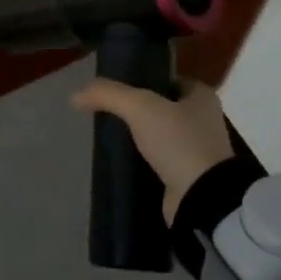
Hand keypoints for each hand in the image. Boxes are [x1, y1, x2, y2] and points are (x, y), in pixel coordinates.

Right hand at [69, 78, 233, 224]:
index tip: (116, 89)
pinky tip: (123, 161)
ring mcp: (198, 151)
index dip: (142, 80)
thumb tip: (76, 96)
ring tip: (110, 136)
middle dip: (138, 111)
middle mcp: (204, 120)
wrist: (202, 198)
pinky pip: (161, 161)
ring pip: (161, 135)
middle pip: (163, 107)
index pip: (167, 80)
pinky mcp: (189, 177)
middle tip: (109, 113)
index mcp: (201, 96)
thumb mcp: (140, 107)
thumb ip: (108, 94)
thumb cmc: (178, 141)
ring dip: (140, 137)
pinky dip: (144, 161)